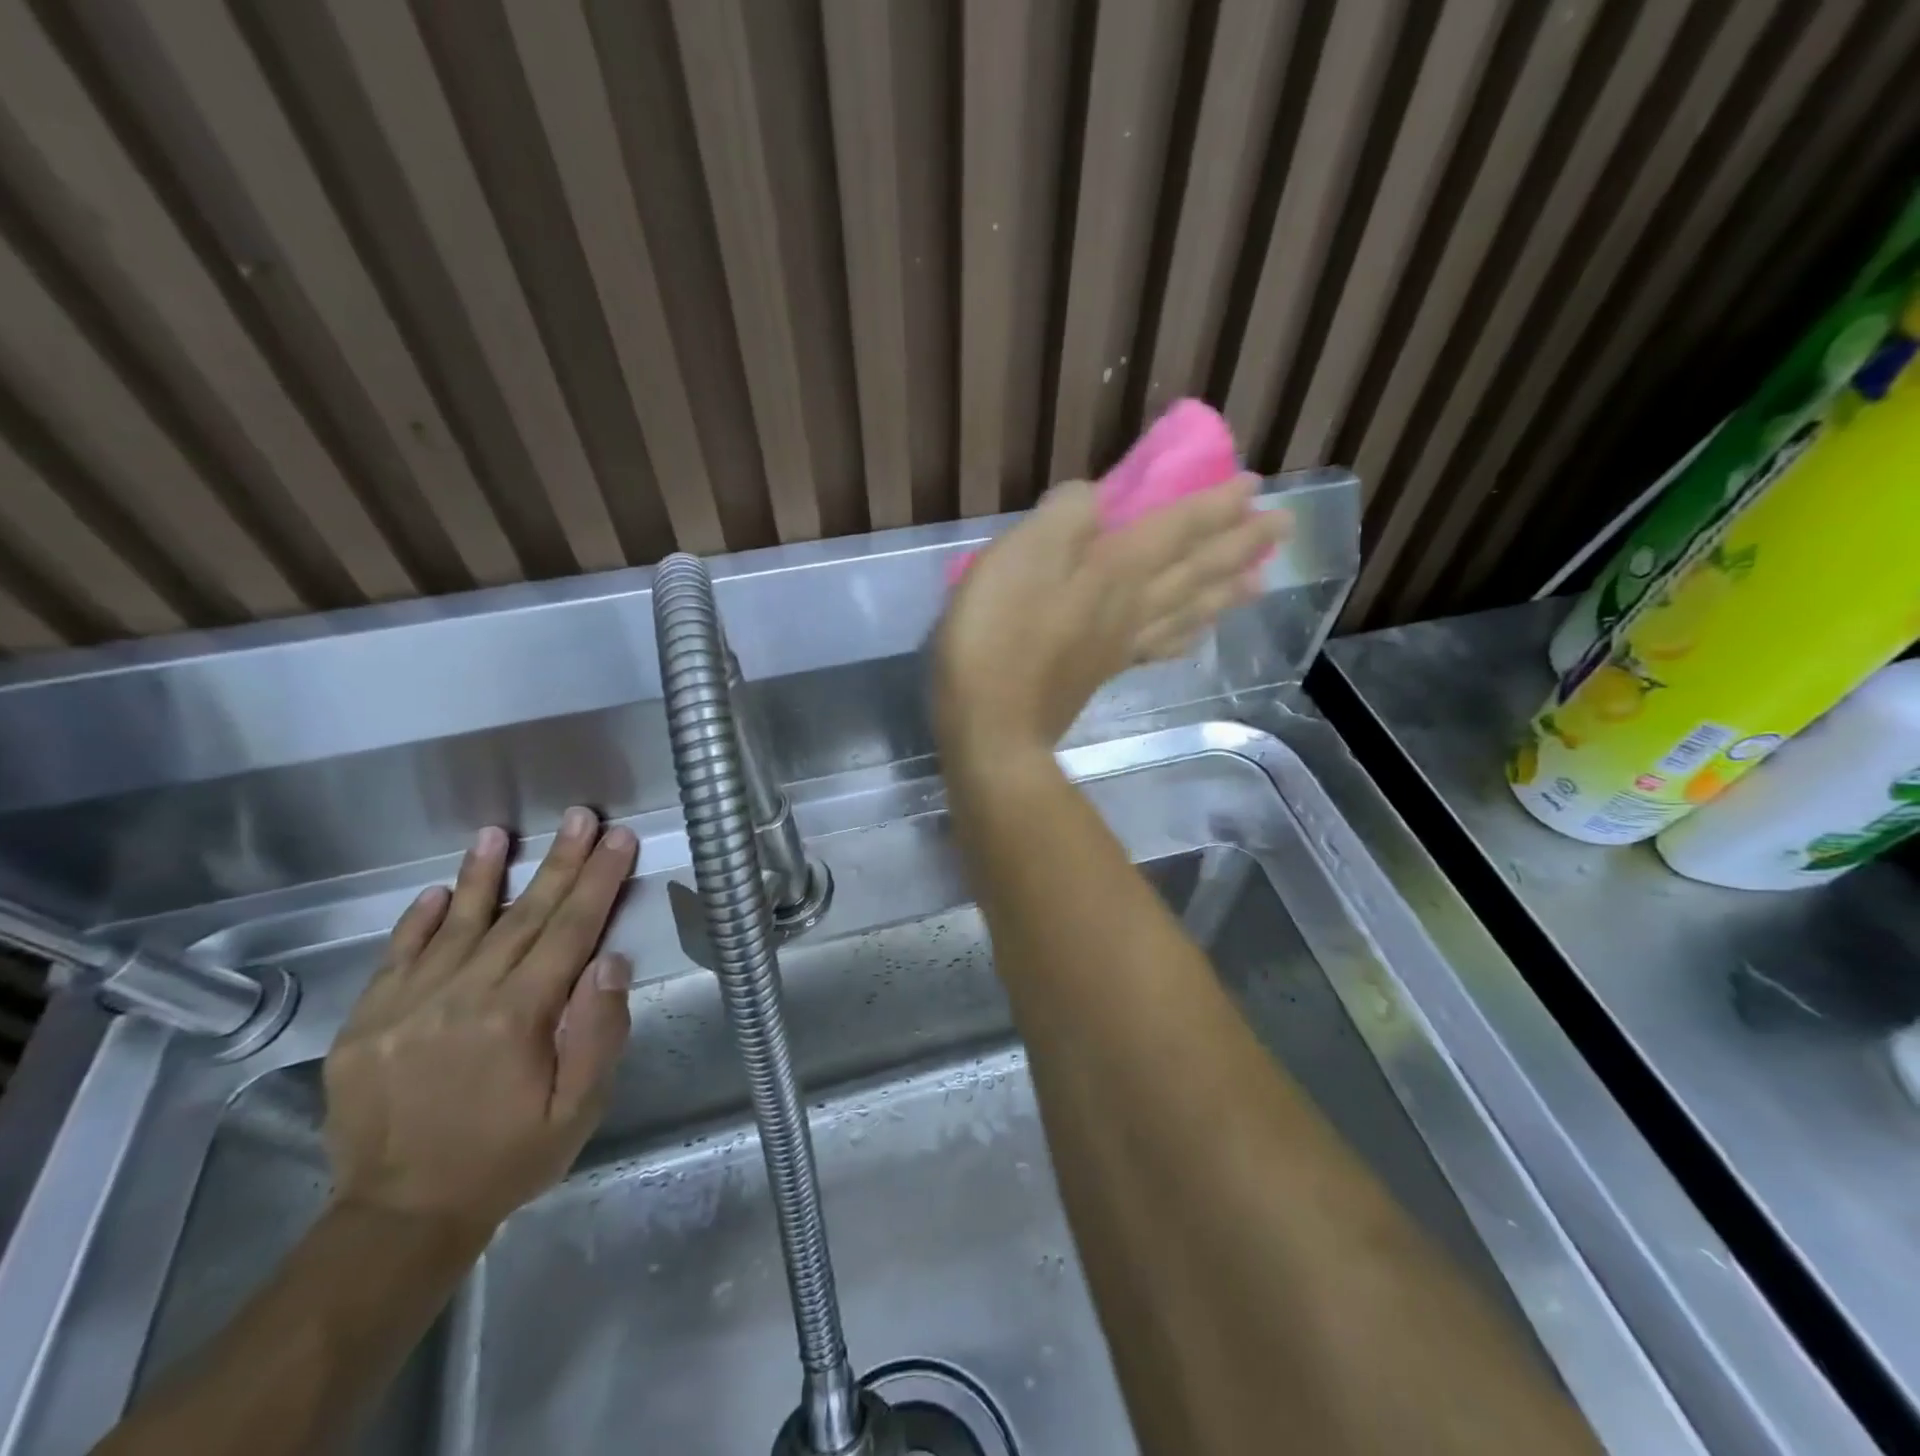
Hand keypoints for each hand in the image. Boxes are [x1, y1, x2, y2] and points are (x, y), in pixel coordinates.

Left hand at [322, 807, 636, 1237]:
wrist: (399, 1218)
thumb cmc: (508, 1157)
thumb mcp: (577, 1110)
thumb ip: (597, 1033)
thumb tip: (610, 960)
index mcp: (516, 1018)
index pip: (569, 931)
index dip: (598, 881)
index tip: (618, 840)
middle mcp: (459, 999)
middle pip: (522, 916)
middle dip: (559, 863)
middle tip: (580, 818)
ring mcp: (404, 1008)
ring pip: (456, 925)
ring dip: (483, 875)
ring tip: (498, 834)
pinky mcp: (365, 1024)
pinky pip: (396, 958)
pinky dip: (418, 921)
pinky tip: (437, 892)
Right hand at [934, 475, 1288, 764]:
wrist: (992, 726)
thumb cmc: (997, 635)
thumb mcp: (1020, 555)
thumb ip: (1064, 517)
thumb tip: (1097, 496)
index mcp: (1115, 569)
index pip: (1178, 528)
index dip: (1216, 504)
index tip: (1255, 485)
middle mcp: (1131, 605)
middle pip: (1197, 570)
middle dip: (1241, 544)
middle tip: (1285, 527)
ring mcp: (1120, 644)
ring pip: (1188, 610)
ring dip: (1227, 591)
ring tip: (1260, 581)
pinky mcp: (1103, 673)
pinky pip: (1160, 649)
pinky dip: (1186, 638)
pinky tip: (1196, 637)